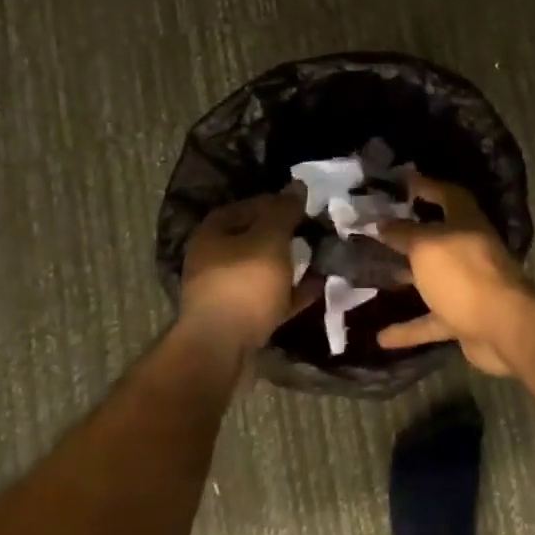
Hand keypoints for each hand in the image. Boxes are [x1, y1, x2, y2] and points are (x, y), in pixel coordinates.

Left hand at [180, 185, 311, 352]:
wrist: (221, 349)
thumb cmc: (245, 284)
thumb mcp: (270, 239)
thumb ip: (284, 211)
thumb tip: (296, 186)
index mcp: (214, 231)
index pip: (251, 205)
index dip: (281, 202)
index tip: (308, 207)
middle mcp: (214, 257)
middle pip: (256, 238)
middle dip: (287, 236)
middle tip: (317, 233)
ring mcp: (224, 289)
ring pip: (264, 269)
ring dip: (290, 265)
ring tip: (321, 259)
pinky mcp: (237, 317)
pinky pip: (269, 297)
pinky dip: (290, 292)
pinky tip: (317, 289)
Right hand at [373, 174, 534, 375]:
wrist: (503, 328)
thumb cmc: (463, 274)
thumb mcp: (426, 246)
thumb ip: (403, 234)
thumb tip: (382, 223)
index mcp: (466, 223)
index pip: (447, 194)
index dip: (426, 186)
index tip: (401, 183)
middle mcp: (469, 250)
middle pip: (437, 237)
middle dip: (409, 235)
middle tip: (376, 232)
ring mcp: (468, 286)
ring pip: (431, 279)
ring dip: (406, 280)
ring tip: (372, 279)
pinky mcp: (464, 319)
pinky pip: (431, 321)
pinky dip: (409, 329)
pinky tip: (381, 338)